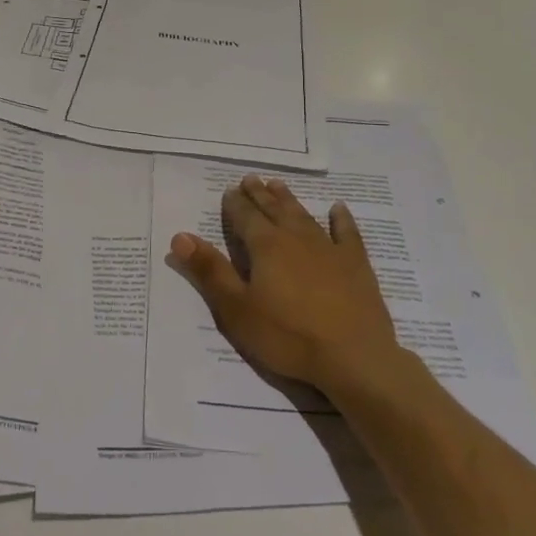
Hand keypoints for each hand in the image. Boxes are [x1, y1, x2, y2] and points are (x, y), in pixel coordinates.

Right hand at [169, 175, 407, 396]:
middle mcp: (296, 238)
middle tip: (251, 179)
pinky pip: (346, 233)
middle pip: (274, 210)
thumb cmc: (287, 336)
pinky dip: (341, 219)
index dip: (235, 204)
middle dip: (259, 195)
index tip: (229, 190)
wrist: (353, 357)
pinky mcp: (356, 264)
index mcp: (266, 247)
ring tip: (278, 184)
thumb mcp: (237, 309)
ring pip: (304, 215)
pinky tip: (337, 209)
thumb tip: (180, 236)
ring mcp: (329, 249)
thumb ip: (210, 271)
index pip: (245, 217)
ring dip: (289, 199)